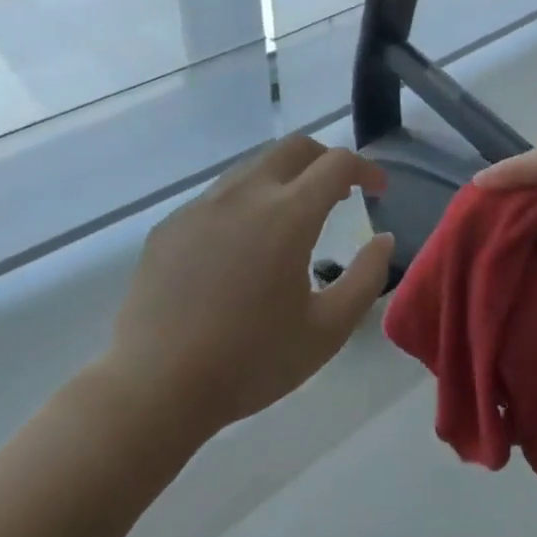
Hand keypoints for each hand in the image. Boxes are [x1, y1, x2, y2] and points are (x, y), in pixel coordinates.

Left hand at [102, 136, 394, 436]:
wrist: (153, 388)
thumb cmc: (250, 361)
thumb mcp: (327, 331)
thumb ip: (366, 278)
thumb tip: (383, 240)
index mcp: (288, 214)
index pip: (337, 163)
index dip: (366, 169)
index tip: (378, 189)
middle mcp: (245, 194)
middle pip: (294, 147)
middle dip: (326, 159)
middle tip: (339, 193)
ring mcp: (202, 205)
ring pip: (254, 167)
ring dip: (285, 178)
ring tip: (293, 219)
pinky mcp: (172, 225)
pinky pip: (219, 196)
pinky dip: (247, 202)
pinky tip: (242, 248)